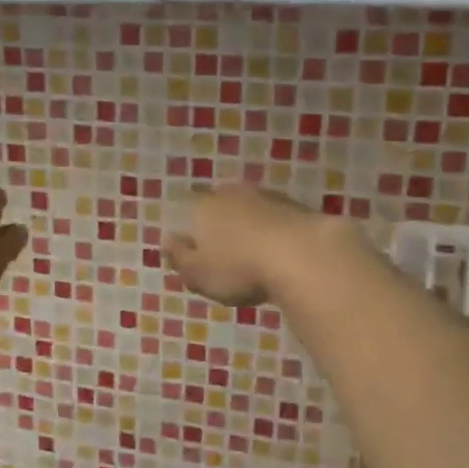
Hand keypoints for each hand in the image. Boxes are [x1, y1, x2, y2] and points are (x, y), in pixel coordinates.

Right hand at [164, 187, 326, 307]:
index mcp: (203, 207)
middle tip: (226, 252)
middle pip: (221, 204)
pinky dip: (275, 231)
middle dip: (221, 224)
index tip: (197, 251)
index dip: (192, 230)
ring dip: (250, 225)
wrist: (302, 255)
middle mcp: (232, 194)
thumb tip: (166, 240)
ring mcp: (267, 197)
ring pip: (250, 208)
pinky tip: (280, 251)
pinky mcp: (297, 207)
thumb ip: (179, 257)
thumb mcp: (197, 273)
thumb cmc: (238, 268)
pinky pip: (277, 219)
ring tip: (254, 253)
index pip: (190, 210)